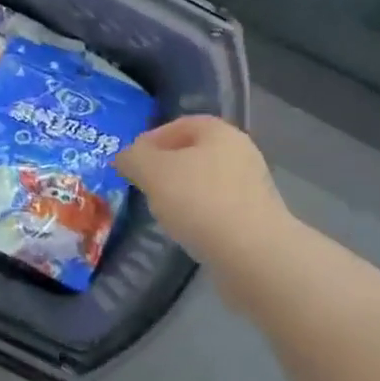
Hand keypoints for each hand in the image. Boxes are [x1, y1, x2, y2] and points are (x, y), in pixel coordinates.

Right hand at [117, 117, 296, 272]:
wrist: (253, 255)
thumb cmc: (200, 200)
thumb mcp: (153, 171)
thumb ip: (134, 158)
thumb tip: (124, 158)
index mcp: (220, 132)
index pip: (180, 124)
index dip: (151, 139)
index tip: (131, 161)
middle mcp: (240, 153)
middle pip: (194, 154)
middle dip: (166, 168)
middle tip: (142, 185)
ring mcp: (251, 189)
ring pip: (206, 183)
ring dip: (182, 194)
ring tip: (160, 212)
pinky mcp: (255, 221)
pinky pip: (218, 210)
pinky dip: (199, 216)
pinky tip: (185, 233)